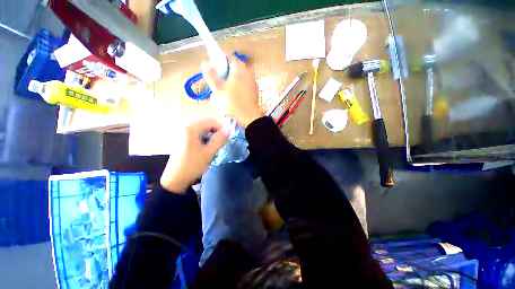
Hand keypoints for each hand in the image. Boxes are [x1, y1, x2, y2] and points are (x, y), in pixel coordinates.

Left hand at [160, 118, 229, 192]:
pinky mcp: (181, 137)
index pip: (211, 121)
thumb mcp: (209, 153)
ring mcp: (182, 132)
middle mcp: (185, 126)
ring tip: (213, 145)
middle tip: (219, 142)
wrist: (175, 179)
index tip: (225, 139)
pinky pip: (196, 132)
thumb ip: (220, 140)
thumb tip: (229, 130)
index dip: (221, 128)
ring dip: (210, 134)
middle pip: (206, 123)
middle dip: (215, 131)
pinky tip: (205, 146)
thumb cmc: (193, 165)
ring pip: (202, 128)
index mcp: (191, 128)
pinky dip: (203, 137)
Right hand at [202, 56, 262, 127]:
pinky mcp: (254, 90)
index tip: (214, 69)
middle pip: (234, 67)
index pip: (229, 57)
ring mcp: (252, 82)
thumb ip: (211, 75)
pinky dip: (238, 86)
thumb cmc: (233, 103)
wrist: (249, 117)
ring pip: (239, 76)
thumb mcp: (218, 89)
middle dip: (225, 72)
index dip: (220, 61)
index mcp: (239, 69)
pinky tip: (234, 95)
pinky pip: (244, 84)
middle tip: (219, 81)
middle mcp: (248, 72)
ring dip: (232, 80)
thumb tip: (205, 63)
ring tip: (225, 90)